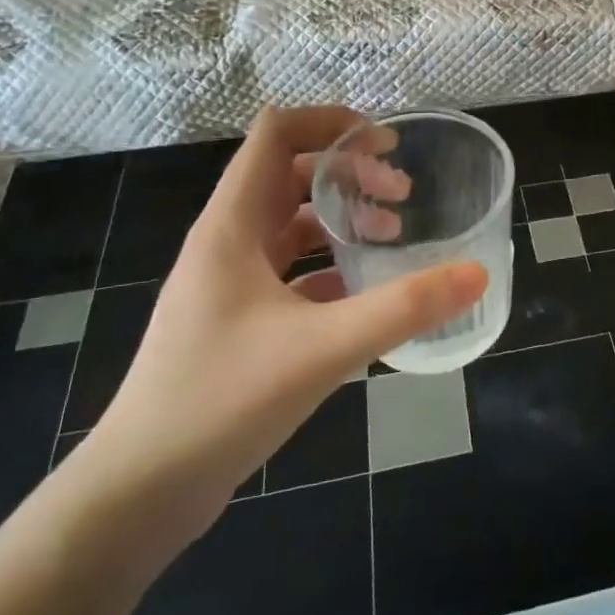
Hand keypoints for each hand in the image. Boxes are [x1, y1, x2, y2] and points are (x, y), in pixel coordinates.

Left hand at [73, 105, 486, 538]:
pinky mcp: (236, 323)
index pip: (276, 134)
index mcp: (232, 226)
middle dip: (349, 173)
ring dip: (341, 219)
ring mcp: (228, 285)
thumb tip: (475, 273)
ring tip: (393, 237)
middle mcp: (226, 243)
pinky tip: (366, 294)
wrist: (139, 492)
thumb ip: (405, 307)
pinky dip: (330, 268)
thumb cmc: (222, 400)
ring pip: (290, 225)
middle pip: (289, 175)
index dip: (330, 122)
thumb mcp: (325, 347)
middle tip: (403, 195)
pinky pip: (290, 273)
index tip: (386, 142)